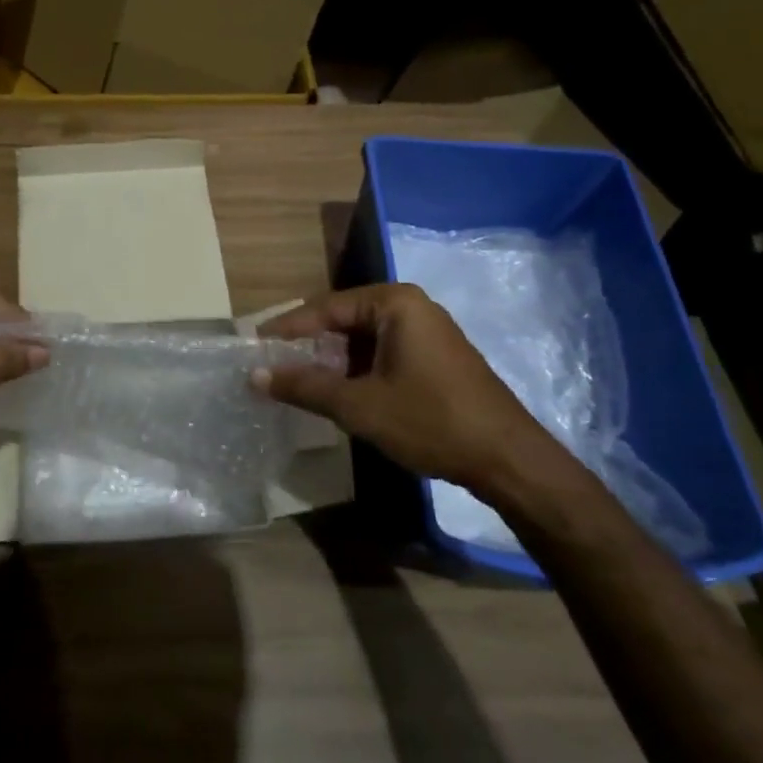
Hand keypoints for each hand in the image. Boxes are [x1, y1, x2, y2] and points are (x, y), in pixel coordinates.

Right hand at [254, 284, 547, 493]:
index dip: (287, 329)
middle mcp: (411, 306)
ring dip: (331, 360)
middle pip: (343, 320)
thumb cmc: (430, 421)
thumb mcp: (358, 405)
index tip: (254, 346)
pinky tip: (338, 392)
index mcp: (394, 302)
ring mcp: (426, 331)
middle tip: (273, 366)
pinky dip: (356, 369)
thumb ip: (304, 386)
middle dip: (308, 345)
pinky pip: (382, 352)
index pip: (325, 307)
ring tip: (298, 382)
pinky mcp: (435, 356)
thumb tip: (254, 375)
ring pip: (362, 339)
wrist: (508, 459)